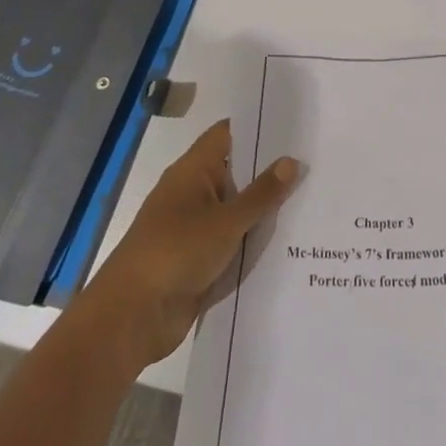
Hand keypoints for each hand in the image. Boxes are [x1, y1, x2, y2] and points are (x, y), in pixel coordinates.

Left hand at [87, 119, 298, 366]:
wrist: (131, 319)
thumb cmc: (176, 253)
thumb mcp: (226, 222)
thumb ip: (261, 194)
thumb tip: (291, 160)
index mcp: (192, 171)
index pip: (229, 134)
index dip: (259, 127)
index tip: (296, 126)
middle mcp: (193, 193)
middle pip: (237, 172)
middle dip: (271, 170)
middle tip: (315, 162)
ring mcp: (195, 228)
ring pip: (237, 210)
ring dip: (265, 209)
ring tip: (314, 198)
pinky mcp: (198, 260)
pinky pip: (233, 241)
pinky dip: (254, 240)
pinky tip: (291, 240)